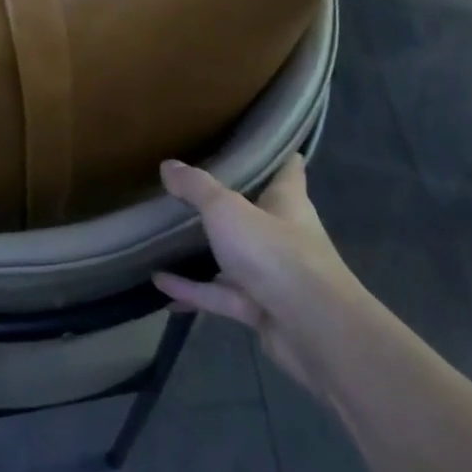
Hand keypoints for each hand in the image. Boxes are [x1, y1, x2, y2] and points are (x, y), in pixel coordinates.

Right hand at [152, 153, 364, 395]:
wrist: (312, 329)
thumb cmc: (275, 253)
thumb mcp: (227, 210)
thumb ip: (196, 188)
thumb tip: (168, 164)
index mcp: (287, 202)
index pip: (288, 169)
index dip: (275, 154)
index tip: (252, 142)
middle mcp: (283, 235)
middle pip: (255, 213)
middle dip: (227, 204)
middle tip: (189, 189)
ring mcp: (272, 274)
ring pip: (233, 258)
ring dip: (203, 253)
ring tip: (164, 241)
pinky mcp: (259, 308)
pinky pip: (219, 294)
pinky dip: (191, 289)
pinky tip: (159, 284)